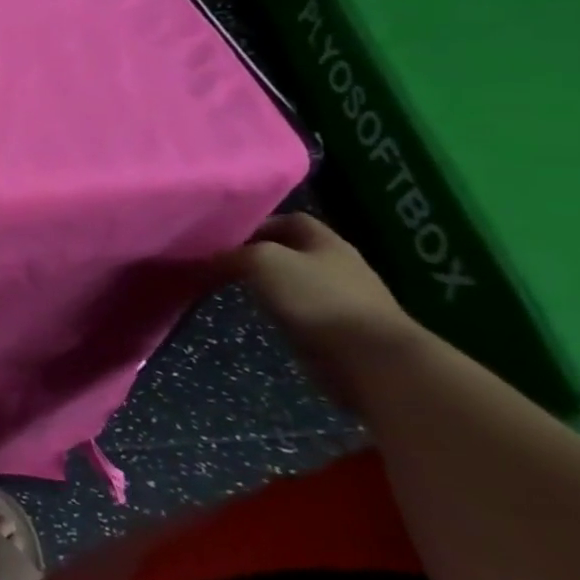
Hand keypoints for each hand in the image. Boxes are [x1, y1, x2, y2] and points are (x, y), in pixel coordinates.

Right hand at [221, 213, 420, 403]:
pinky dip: (281, 310)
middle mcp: (339, 265)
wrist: (370, 359)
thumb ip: (231, 255)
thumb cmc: (315, 297)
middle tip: (223, 264)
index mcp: (326, 242)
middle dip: (258, 255)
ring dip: (268, 285)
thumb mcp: (261, 261)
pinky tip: (263, 316)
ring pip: (295, 282)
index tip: (225, 238)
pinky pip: (303, 310)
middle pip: (292, 251)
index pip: (290, 220)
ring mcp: (344, 299)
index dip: (257, 224)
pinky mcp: (342, 330)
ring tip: (236, 290)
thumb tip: (209, 260)